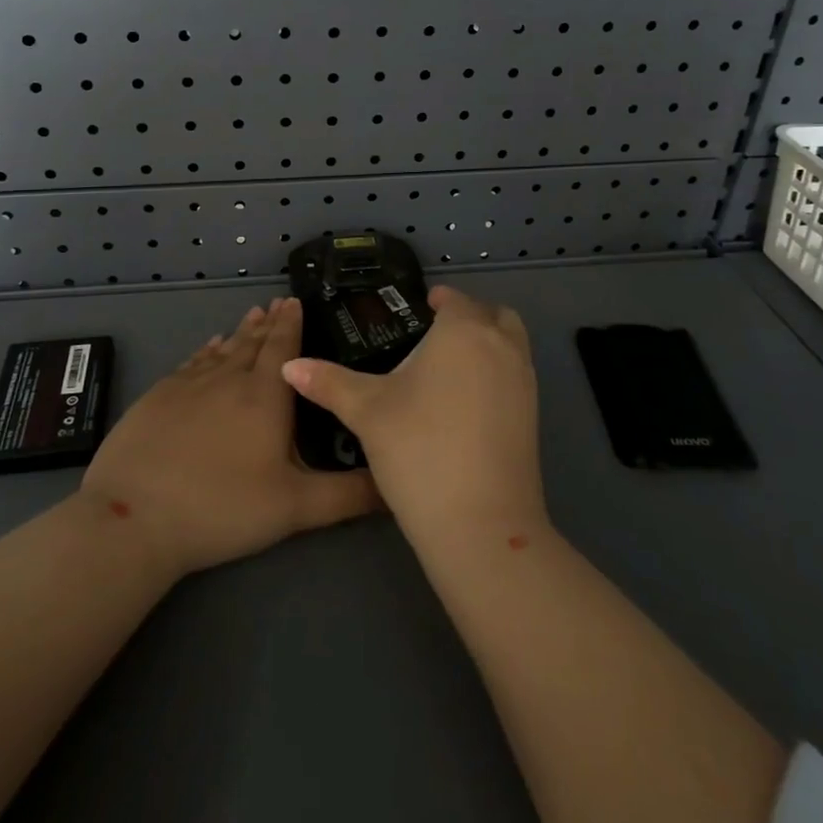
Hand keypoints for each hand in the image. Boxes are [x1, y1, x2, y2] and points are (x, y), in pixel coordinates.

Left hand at [81, 298, 380, 577]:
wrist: (135, 516)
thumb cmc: (223, 508)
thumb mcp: (296, 508)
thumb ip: (348, 495)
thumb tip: (395, 485)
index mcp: (265, 397)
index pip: (282, 348)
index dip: (291, 323)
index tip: (295, 300)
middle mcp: (228, 379)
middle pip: (252, 342)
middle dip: (268, 322)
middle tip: (276, 301)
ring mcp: (189, 385)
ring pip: (222, 349)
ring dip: (239, 332)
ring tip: (251, 314)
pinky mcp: (157, 397)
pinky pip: (191, 363)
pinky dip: (206, 351)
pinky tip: (209, 348)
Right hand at [281, 286, 545, 551]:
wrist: (481, 524)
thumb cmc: (419, 449)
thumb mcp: (367, 411)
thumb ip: (329, 382)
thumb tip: (289, 366)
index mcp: (464, 331)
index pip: (454, 299)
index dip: (436, 300)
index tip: (415, 310)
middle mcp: (502, 346)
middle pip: (493, 314)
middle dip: (468, 316)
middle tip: (434, 335)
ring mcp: (525, 382)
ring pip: (510, 344)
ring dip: (487, 343)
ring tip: (447, 369)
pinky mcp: (534, 416)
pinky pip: (516, 375)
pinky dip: (496, 373)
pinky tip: (463, 404)